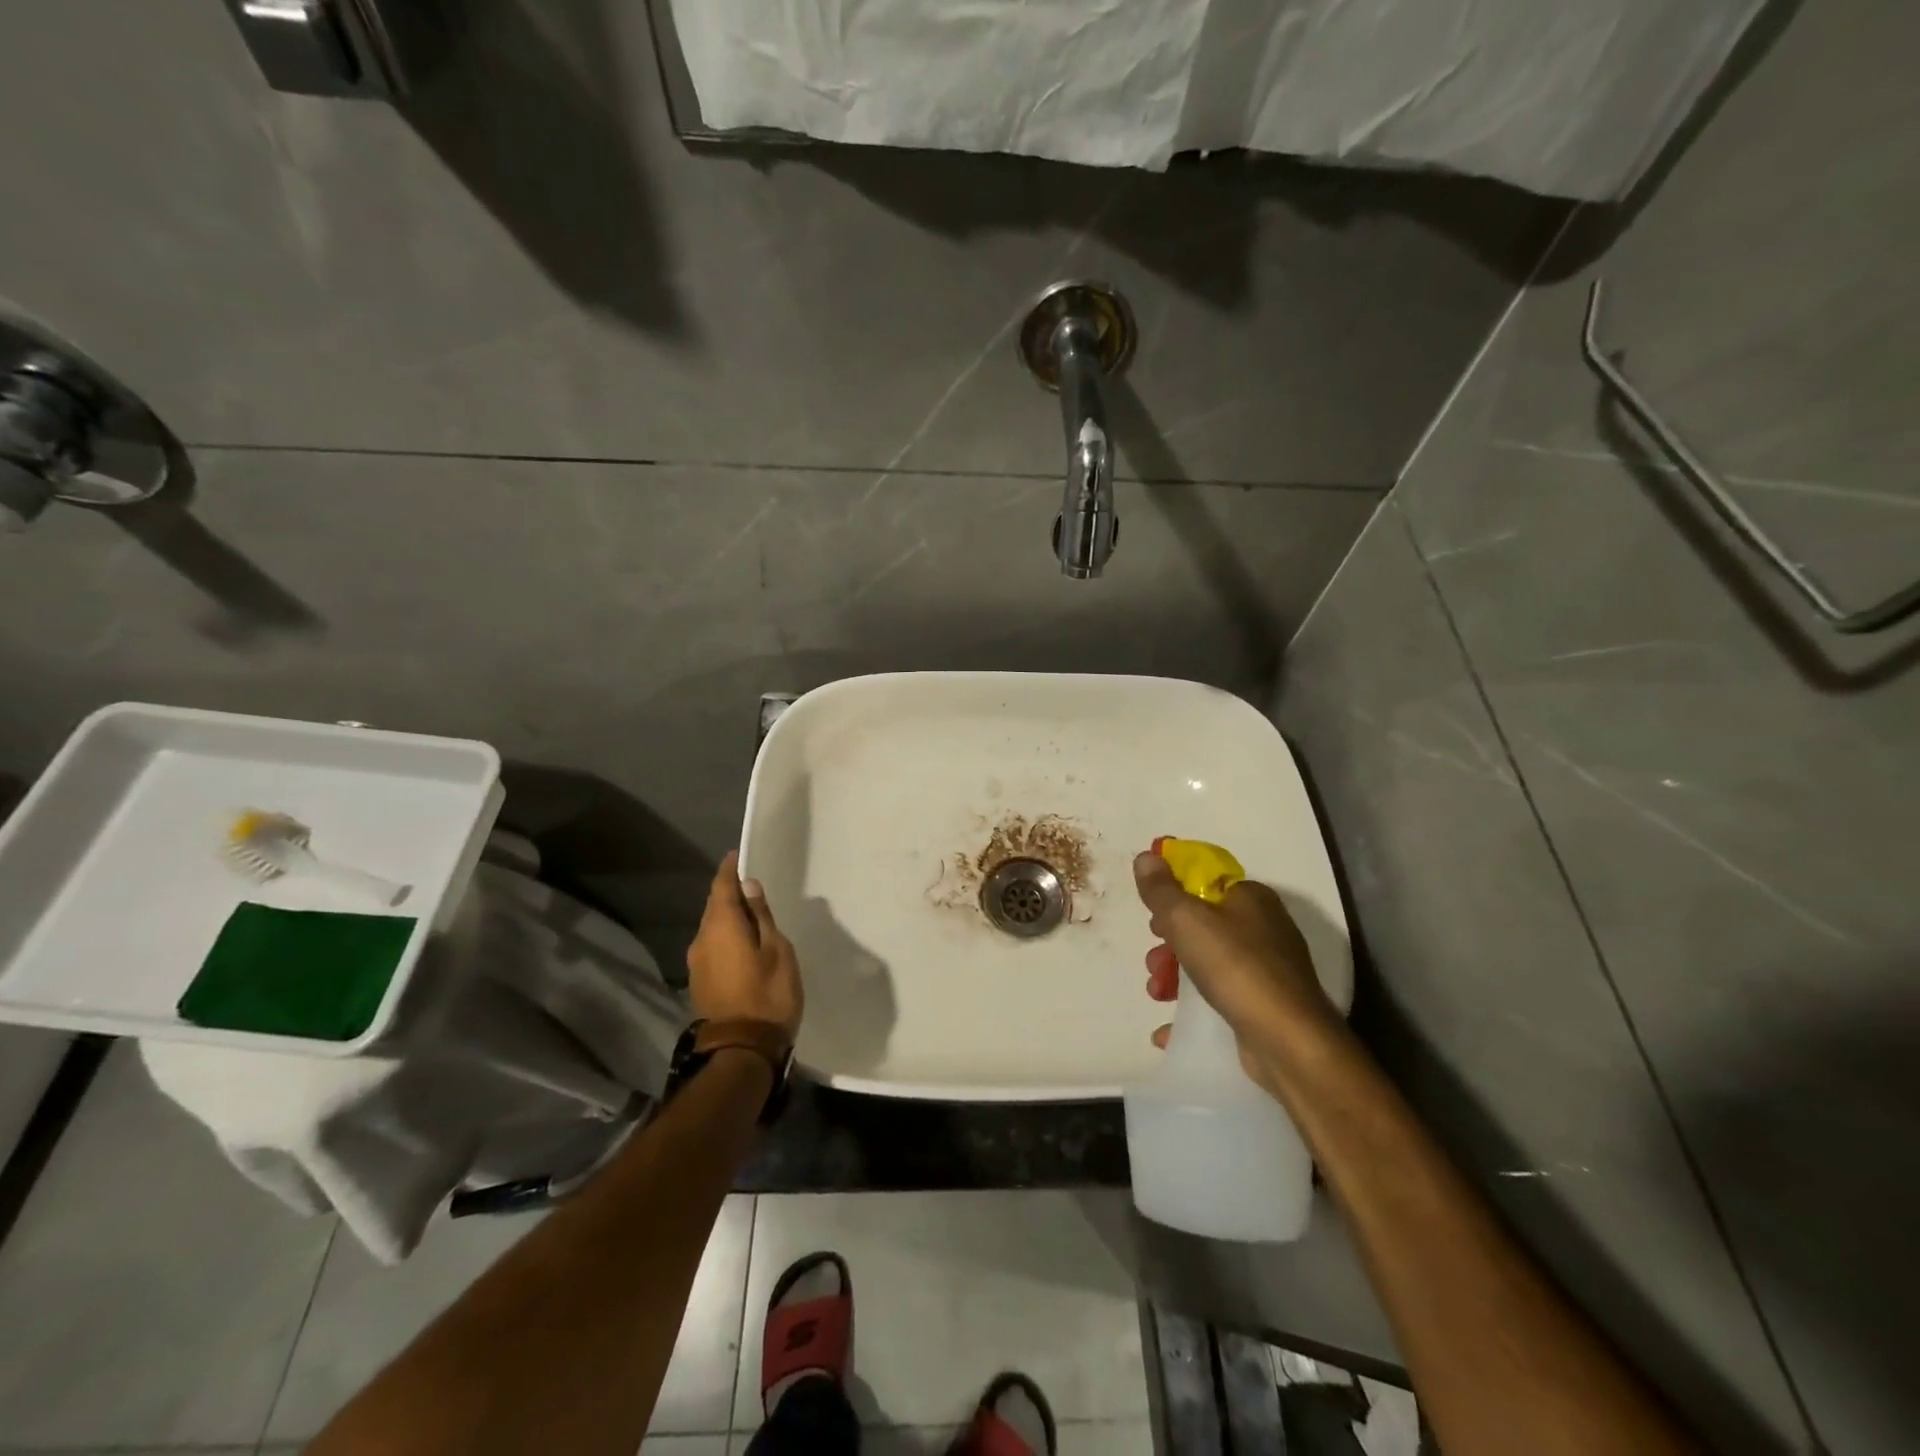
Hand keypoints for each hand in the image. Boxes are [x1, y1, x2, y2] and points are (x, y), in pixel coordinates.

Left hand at [688, 852, 802, 1040]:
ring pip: (712, 928)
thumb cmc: (768, 995)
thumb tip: (749, 886)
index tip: (739, 856)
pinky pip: (712, 946)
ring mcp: (697, 963)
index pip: (722, 886)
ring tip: (752, 915)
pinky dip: (726, 937)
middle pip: (714, 906)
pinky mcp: (700, 982)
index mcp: (721, 926)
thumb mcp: (777, 951)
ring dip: (728, 917)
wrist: (741, 1051)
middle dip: (729, 893)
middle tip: (752, 885)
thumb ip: (762, 917)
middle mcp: (702, 939)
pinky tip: (743, 943)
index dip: (730, 869)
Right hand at [1134, 848, 1335, 1076]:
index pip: (1206, 881)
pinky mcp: (1263, 1004)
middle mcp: (1264, 928)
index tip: (1152, 913)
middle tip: (1153, 956)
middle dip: (1169, 941)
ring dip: (1174, 976)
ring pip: (1208, 962)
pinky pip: (1219, 998)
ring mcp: (1267, 969)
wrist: (1288, 1041)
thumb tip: (1146, 857)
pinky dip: (1193, 1008)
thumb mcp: (1187, 919)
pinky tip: (1167, 1028)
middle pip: (1203, 923)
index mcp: (1251, 898)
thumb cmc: (1235, 966)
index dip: (1174, 893)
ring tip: (1156, 993)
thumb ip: (1161, 889)